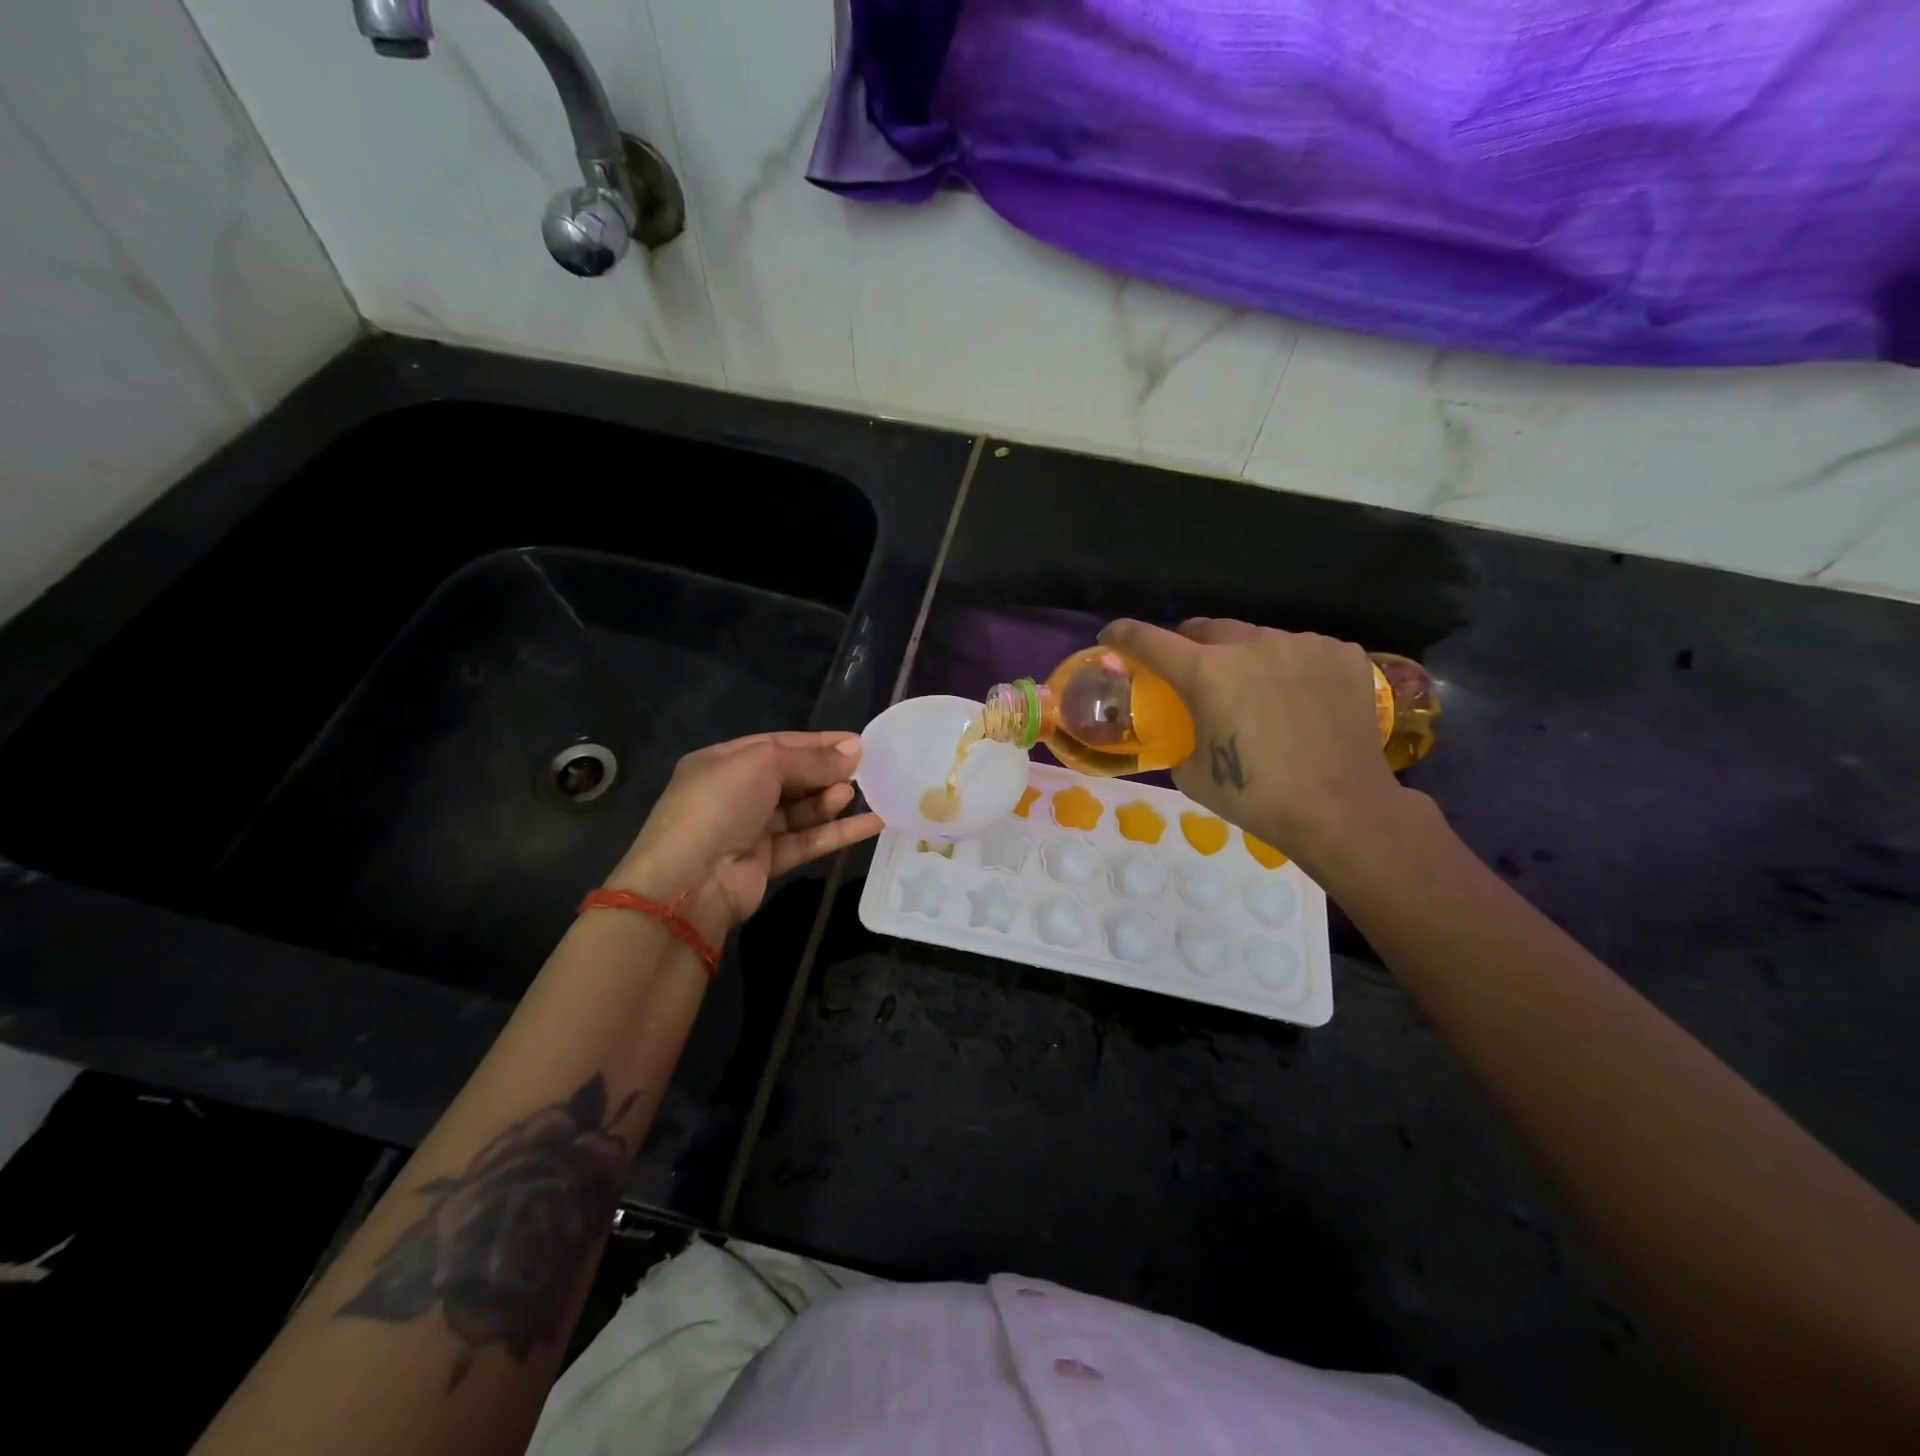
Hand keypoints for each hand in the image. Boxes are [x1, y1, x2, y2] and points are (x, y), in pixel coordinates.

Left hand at [605, 731, 881, 945]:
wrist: (689, 882)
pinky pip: (808, 841)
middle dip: (826, 772)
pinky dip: (837, 832)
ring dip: (830, 801)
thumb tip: (854, 751)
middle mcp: (735, 794)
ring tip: (856, 794)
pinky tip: (872, 824)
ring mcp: (751, 830)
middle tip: (865, 768)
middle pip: (792, 776)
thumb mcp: (762, 765)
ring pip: (801, 810)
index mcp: (723, 762)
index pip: (778, 744)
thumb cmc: (719, 806)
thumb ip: (810, 760)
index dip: (817, 743)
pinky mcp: (767, 861)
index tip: (857, 743)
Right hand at [1100, 617, 1410, 873]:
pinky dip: (1289, 668)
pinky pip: (1301, 650)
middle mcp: (1252, 644)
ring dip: (1243, 658)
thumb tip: (1183, 724)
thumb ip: (1180, 734)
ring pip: (1257, 638)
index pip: (1150, 640)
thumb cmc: (1257, 798)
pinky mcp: (1342, 653)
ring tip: (1255, 692)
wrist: (1342, 810)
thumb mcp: (1192, 773)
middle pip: (1205, 629)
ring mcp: (1302, 644)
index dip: (1124, 635)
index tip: (1112, 636)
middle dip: (1188, 646)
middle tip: (1190, 672)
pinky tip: (1298, 700)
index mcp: (1207, 672)